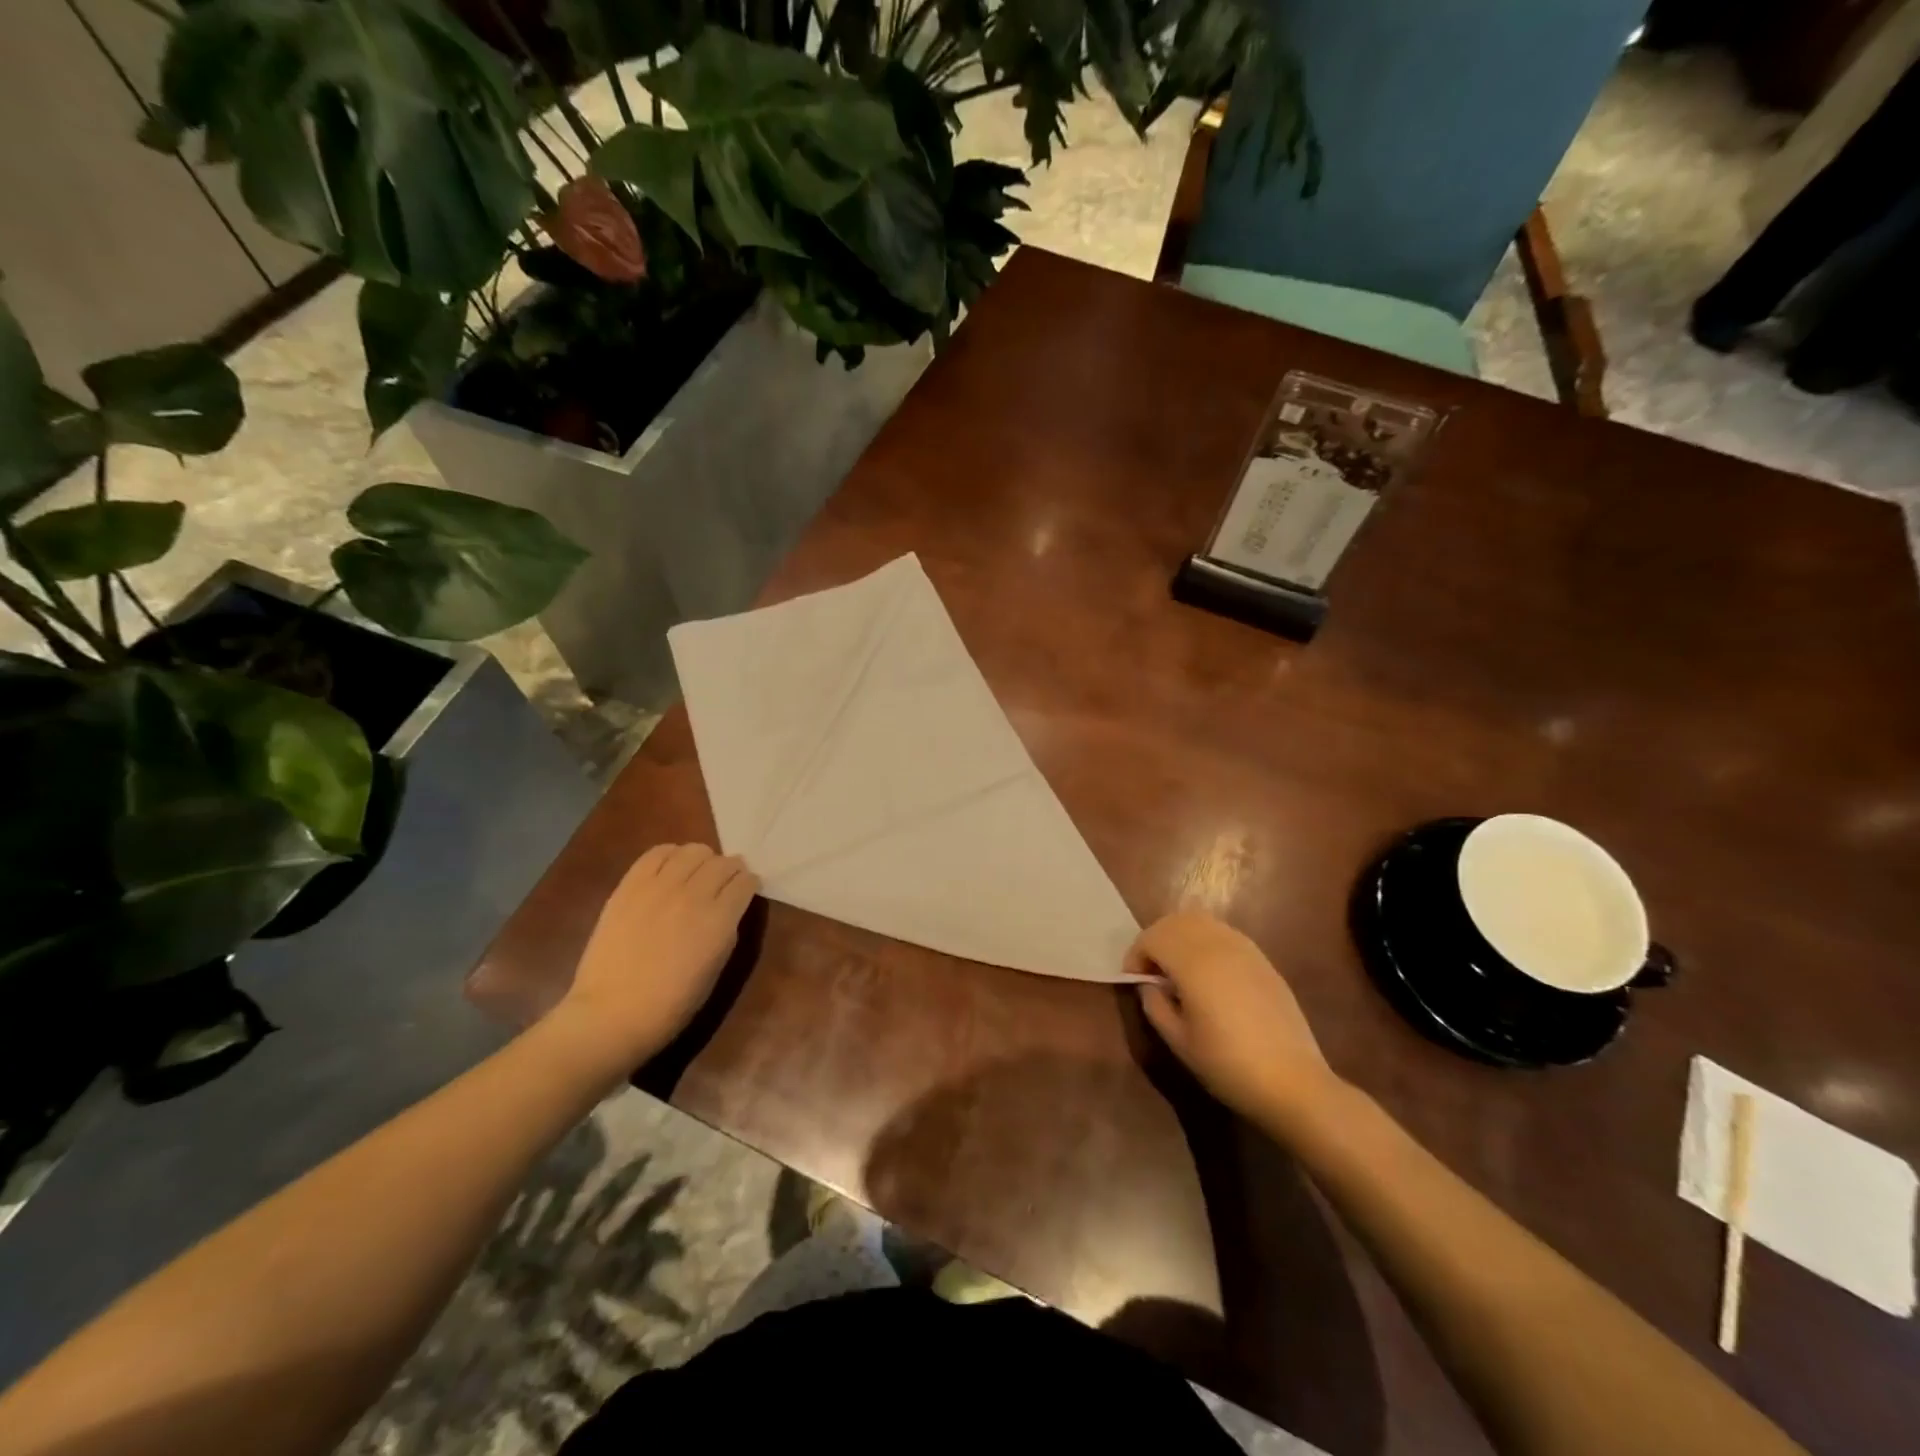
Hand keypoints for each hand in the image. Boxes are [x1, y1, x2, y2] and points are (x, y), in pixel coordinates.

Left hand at [556, 843, 758, 1067]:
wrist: (612, 1013)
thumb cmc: (671, 1004)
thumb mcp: (716, 969)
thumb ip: (727, 930)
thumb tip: (729, 908)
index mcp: (719, 920)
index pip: (745, 882)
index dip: (749, 884)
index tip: (746, 890)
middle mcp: (694, 895)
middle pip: (723, 862)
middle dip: (730, 870)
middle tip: (725, 882)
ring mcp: (659, 887)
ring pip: (694, 851)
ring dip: (703, 860)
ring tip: (697, 873)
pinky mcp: (630, 885)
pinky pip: (657, 853)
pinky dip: (671, 854)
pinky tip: (671, 867)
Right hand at [1128, 910, 1344, 1132]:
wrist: (1292, 1082)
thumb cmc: (1228, 1065)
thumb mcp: (1178, 1041)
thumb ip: (1154, 1004)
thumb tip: (1149, 984)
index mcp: (1194, 962)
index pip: (1152, 937)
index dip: (1136, 955)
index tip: (1133, 981)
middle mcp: (1218, 944)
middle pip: (1175, 921)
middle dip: (1155, 939)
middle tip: (1151, 972)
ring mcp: (1244, 948)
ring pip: (1201, 921)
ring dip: (1180, 937)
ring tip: (1177, 970)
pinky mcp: (1262, 959)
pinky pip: (1223, 934)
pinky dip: (1204, 941)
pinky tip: (1207, 974)